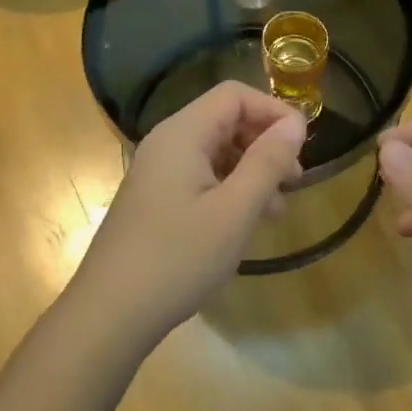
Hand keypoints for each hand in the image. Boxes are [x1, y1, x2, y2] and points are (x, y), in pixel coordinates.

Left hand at [73, 82, 306, 341]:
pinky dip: (230, 188)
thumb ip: (268, 161)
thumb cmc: (177, 258)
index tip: (303, 145)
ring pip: (215, 151)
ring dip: (251, 170)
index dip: (273, 110)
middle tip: (294, 181)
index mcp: (182, 133)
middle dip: (265, 143)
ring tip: (276, 210)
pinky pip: (201, 176)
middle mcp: (167, 142)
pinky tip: (245, 222)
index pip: (235, 95)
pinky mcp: (155, 198)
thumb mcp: (235, 210)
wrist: (108, 315)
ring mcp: (158, 171)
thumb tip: (296, 122)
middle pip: (225, 120)